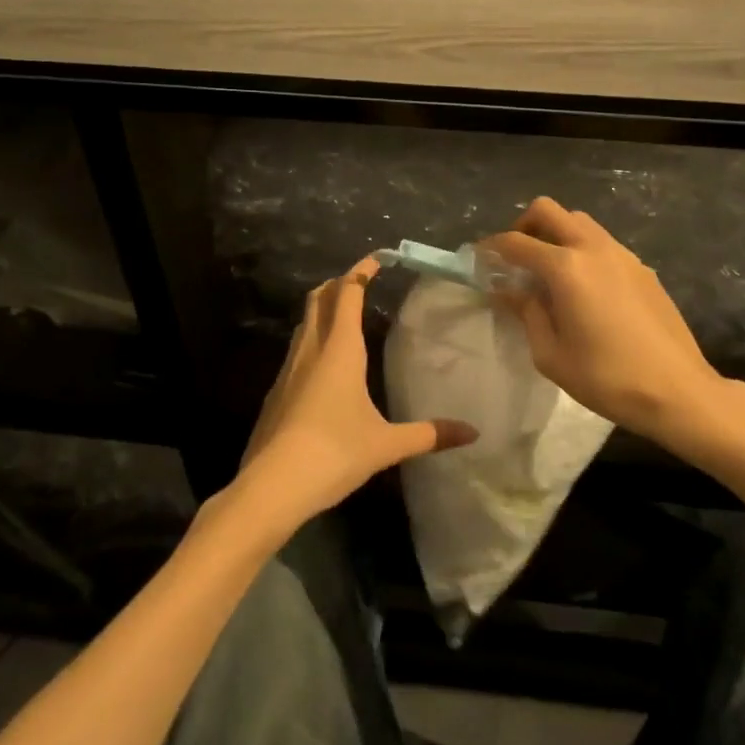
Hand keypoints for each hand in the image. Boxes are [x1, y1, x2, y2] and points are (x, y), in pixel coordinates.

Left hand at [233, 255, 476, 532]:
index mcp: (340, 348)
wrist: (272, 485)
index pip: (349, 292)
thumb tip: (472, 432)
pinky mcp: (276, 391)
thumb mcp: (386, 444)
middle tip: (360, 280)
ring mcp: (288, 368)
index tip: (378, 259)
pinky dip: (312, 338)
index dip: (362, 270)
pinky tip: (323, 364)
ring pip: (304, 322)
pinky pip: (296, 349)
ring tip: (343, 314)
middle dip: (339, 282)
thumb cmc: (334, 453)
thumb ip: (428, 434)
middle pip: (320, 298)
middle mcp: (312, 348)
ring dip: (323, 308)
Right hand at [481, 198, 744, 452]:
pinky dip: (582, 249)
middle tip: (516, 257)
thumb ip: (526, 313)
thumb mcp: (551, 354)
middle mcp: (593, 248)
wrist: (677, 390)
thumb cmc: (606, 378)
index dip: (492, 248)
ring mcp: (622, 254)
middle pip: (548, 211)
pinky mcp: (642, 267)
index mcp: (565, 268)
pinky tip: (585, 288)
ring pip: (579, 221)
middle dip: (524, 225)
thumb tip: (508, 291)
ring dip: (556, 233)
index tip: (480, 260)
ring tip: (549, 271)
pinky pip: (602, 242)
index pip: (516, 243)